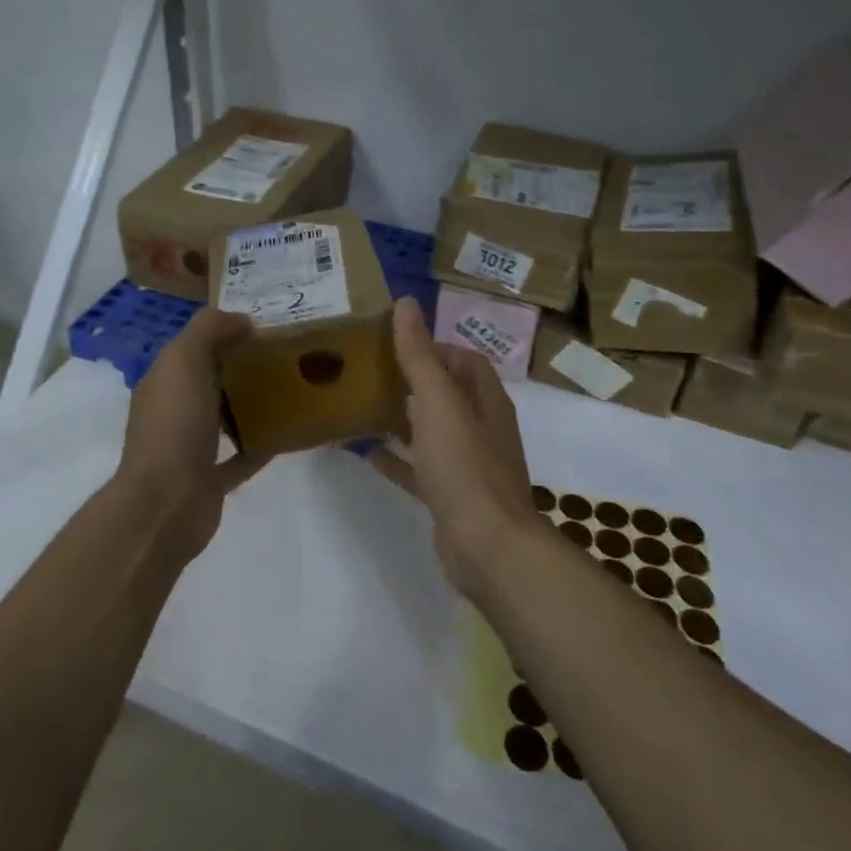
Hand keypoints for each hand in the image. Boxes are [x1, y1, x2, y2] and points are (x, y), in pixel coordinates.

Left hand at [113, 307, 264, 560]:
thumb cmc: (174, 426)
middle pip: (209, 382)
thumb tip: (241, 319)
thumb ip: (209, 330)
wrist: (166, 504)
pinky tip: (287, 434)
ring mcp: (190, 450)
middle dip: (240, 367)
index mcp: (163, 382)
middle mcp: (173, 413)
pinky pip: (240, 458)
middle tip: (284, 355)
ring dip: (250, 406)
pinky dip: (260, 446)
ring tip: (290, 389)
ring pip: (224, 419)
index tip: (264, 326)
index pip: (192, 348)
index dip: (223, 333)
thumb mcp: (184, 360)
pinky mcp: (210, 481)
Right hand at [371, 297, 550, 596]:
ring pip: (433, 431)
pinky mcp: (451, 496)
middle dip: (415, 381)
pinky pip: (420, 469)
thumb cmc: (465, 466)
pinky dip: (397, 458)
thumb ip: (420, 355)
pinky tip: (367, 453)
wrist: (486, 546)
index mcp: (486, 401)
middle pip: (449, 394)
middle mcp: (482, 428)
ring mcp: (467, 465)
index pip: (466, 361)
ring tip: (364, 405)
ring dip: (404, 418)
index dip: (436, 348)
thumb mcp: (439, 403)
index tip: (396, 345)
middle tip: (372, 371)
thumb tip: (407, 303)